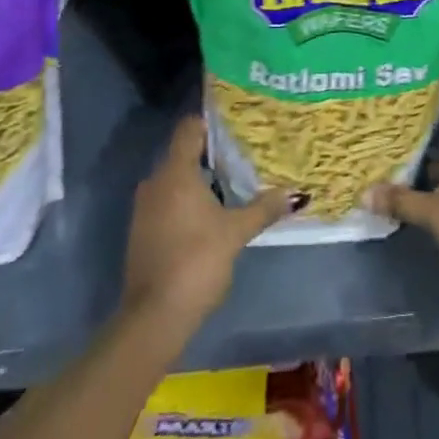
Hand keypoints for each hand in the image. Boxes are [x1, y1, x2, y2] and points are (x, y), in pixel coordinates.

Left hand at [121, 116, 290, 338]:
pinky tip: (210, 214)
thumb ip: (264, 209)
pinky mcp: (142, 231)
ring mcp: (144, 208)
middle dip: (211, 153)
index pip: (188, 128)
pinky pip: (166, 201)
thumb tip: (296, 193)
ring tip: (232, 183)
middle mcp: (155, 182)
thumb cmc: (196, 260)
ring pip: (174, 179)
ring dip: (199, 180)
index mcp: (175, 172)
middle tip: (243, 154)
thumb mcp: (235, 233)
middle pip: (182, 153)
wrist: (154, 316)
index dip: (210, 123)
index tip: (235, 125)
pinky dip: (186, 201)